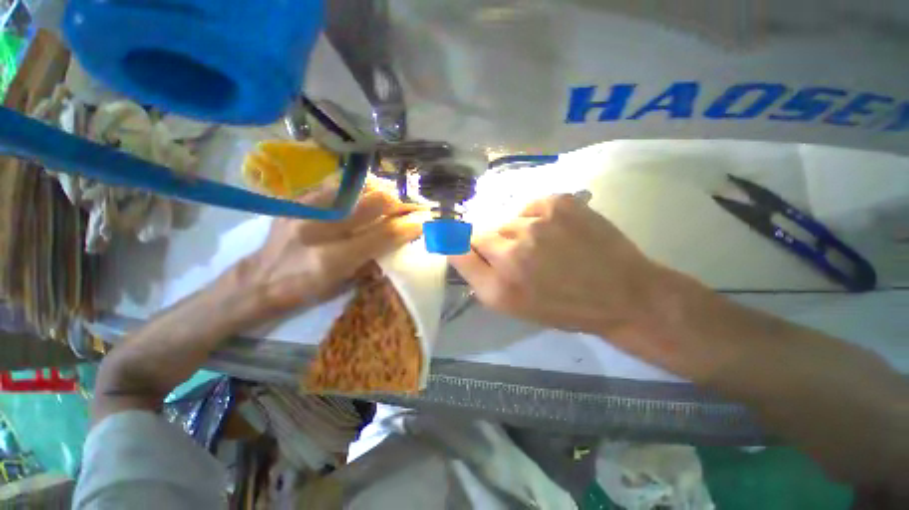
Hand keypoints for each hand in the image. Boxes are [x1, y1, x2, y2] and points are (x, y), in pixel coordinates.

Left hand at [238, 185, 424, 315]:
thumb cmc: (305, 290)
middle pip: (370, 205)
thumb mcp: (343, 285)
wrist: (258, 280)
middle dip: (398, 203)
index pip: (380, 236)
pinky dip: (356, 187)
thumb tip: (397, 240)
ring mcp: (304, 211)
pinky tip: (366, 191)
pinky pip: (334, 185)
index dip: (406, 227)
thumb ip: (372, 260)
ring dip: (380, 191)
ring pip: (354, 188)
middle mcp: (318, 230)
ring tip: (391, 196)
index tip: (421, 222)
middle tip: (410, 204)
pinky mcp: (295, 201)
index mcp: (332, 259)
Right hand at [449, 193, 693, 369]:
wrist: (621, 292)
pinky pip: (529, 206)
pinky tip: (556, 231)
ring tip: (542, 245)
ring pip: (506, 219)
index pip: (456, 250)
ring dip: (516, 231)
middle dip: (492, 243)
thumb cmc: (563, 307)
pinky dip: (536, 217)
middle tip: (516, 255)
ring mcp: (534, 222)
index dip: (457, 245)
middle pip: (479, 232)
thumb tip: (458, 248)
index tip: (462, 245)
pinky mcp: (557, 202)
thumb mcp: (513, 305)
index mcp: (497, 285)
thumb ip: (479, 277)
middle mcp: (510, 251)